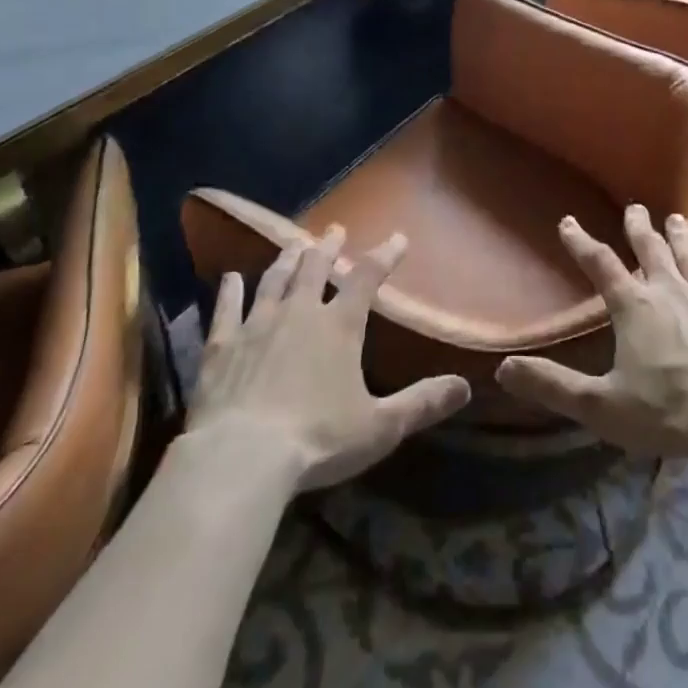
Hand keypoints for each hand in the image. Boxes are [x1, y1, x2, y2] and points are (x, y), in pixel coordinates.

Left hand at [185, 227, 471, 492]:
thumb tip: (465, 387)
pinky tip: (230, 278)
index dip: (384, 256)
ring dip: (287, 260)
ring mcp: (257, 324)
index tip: (397, 238)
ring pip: (274, 280)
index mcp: (339, 326)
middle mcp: (299, 312)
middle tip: (334, 231)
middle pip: (315, 268)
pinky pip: (226, 309)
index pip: (367, 279)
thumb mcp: (379, 426)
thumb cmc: (318, 439)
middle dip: (328, 247)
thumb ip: (421, 403)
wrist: (241, 456)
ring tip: (294, 244)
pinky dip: (230, 291)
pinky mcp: (222, 345)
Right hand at [495, 206, 687, 463]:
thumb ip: (552, 386)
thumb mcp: (600, 406)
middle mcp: (671, 292)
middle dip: (640, 228)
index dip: (581, 242)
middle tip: (636, 209)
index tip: (568, 222)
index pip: (600, 265)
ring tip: (679, 220)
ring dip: (685, 240)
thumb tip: (503, 370)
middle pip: (651, 251)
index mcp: (634, 307)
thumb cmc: (667, 412)